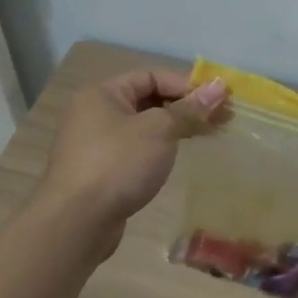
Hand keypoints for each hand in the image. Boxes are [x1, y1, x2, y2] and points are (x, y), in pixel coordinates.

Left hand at [38, 69, 227, 243]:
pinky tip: (176, 159)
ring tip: (206, 137)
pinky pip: (135, 151)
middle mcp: (95, 114)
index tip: (218, 101)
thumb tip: (219, 87)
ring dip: (174, 129)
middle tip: (221, 120)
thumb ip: (189, 109)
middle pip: (147, 101)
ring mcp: (95, 145)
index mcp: (103, 94)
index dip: (186, 85)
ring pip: (143, 128)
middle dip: (185, 108)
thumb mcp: (159, 130)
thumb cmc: (118, 164)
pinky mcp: (100, 172)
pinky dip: (157, 150)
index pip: (151, 76)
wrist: (76, 222)